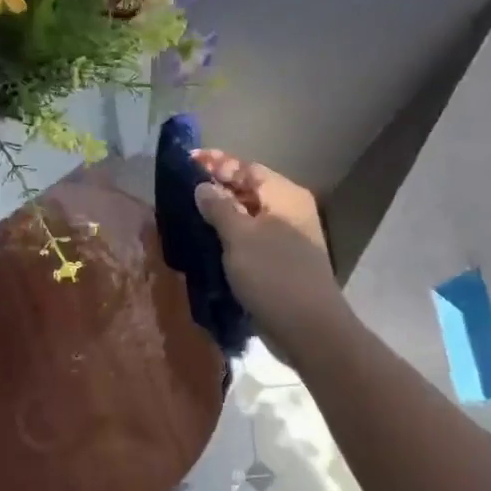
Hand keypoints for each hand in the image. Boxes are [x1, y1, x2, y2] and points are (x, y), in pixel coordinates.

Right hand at [190, 149, 347, 351]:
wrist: (308, 329)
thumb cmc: (274, 275)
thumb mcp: (240, 237)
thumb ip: (219, 207)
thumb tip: (202, 187)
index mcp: (285, 196)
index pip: (247, 167)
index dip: (217, 162)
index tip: (187, 161)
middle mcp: (289, 211)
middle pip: (249, 189)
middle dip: (217, 186)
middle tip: (182, 187)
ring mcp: (286, 238)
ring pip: (248, 216)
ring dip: (221, 213)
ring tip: (188, 212)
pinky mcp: (279, 263)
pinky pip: (250, 239)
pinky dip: (229, 236)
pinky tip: (205, 240)